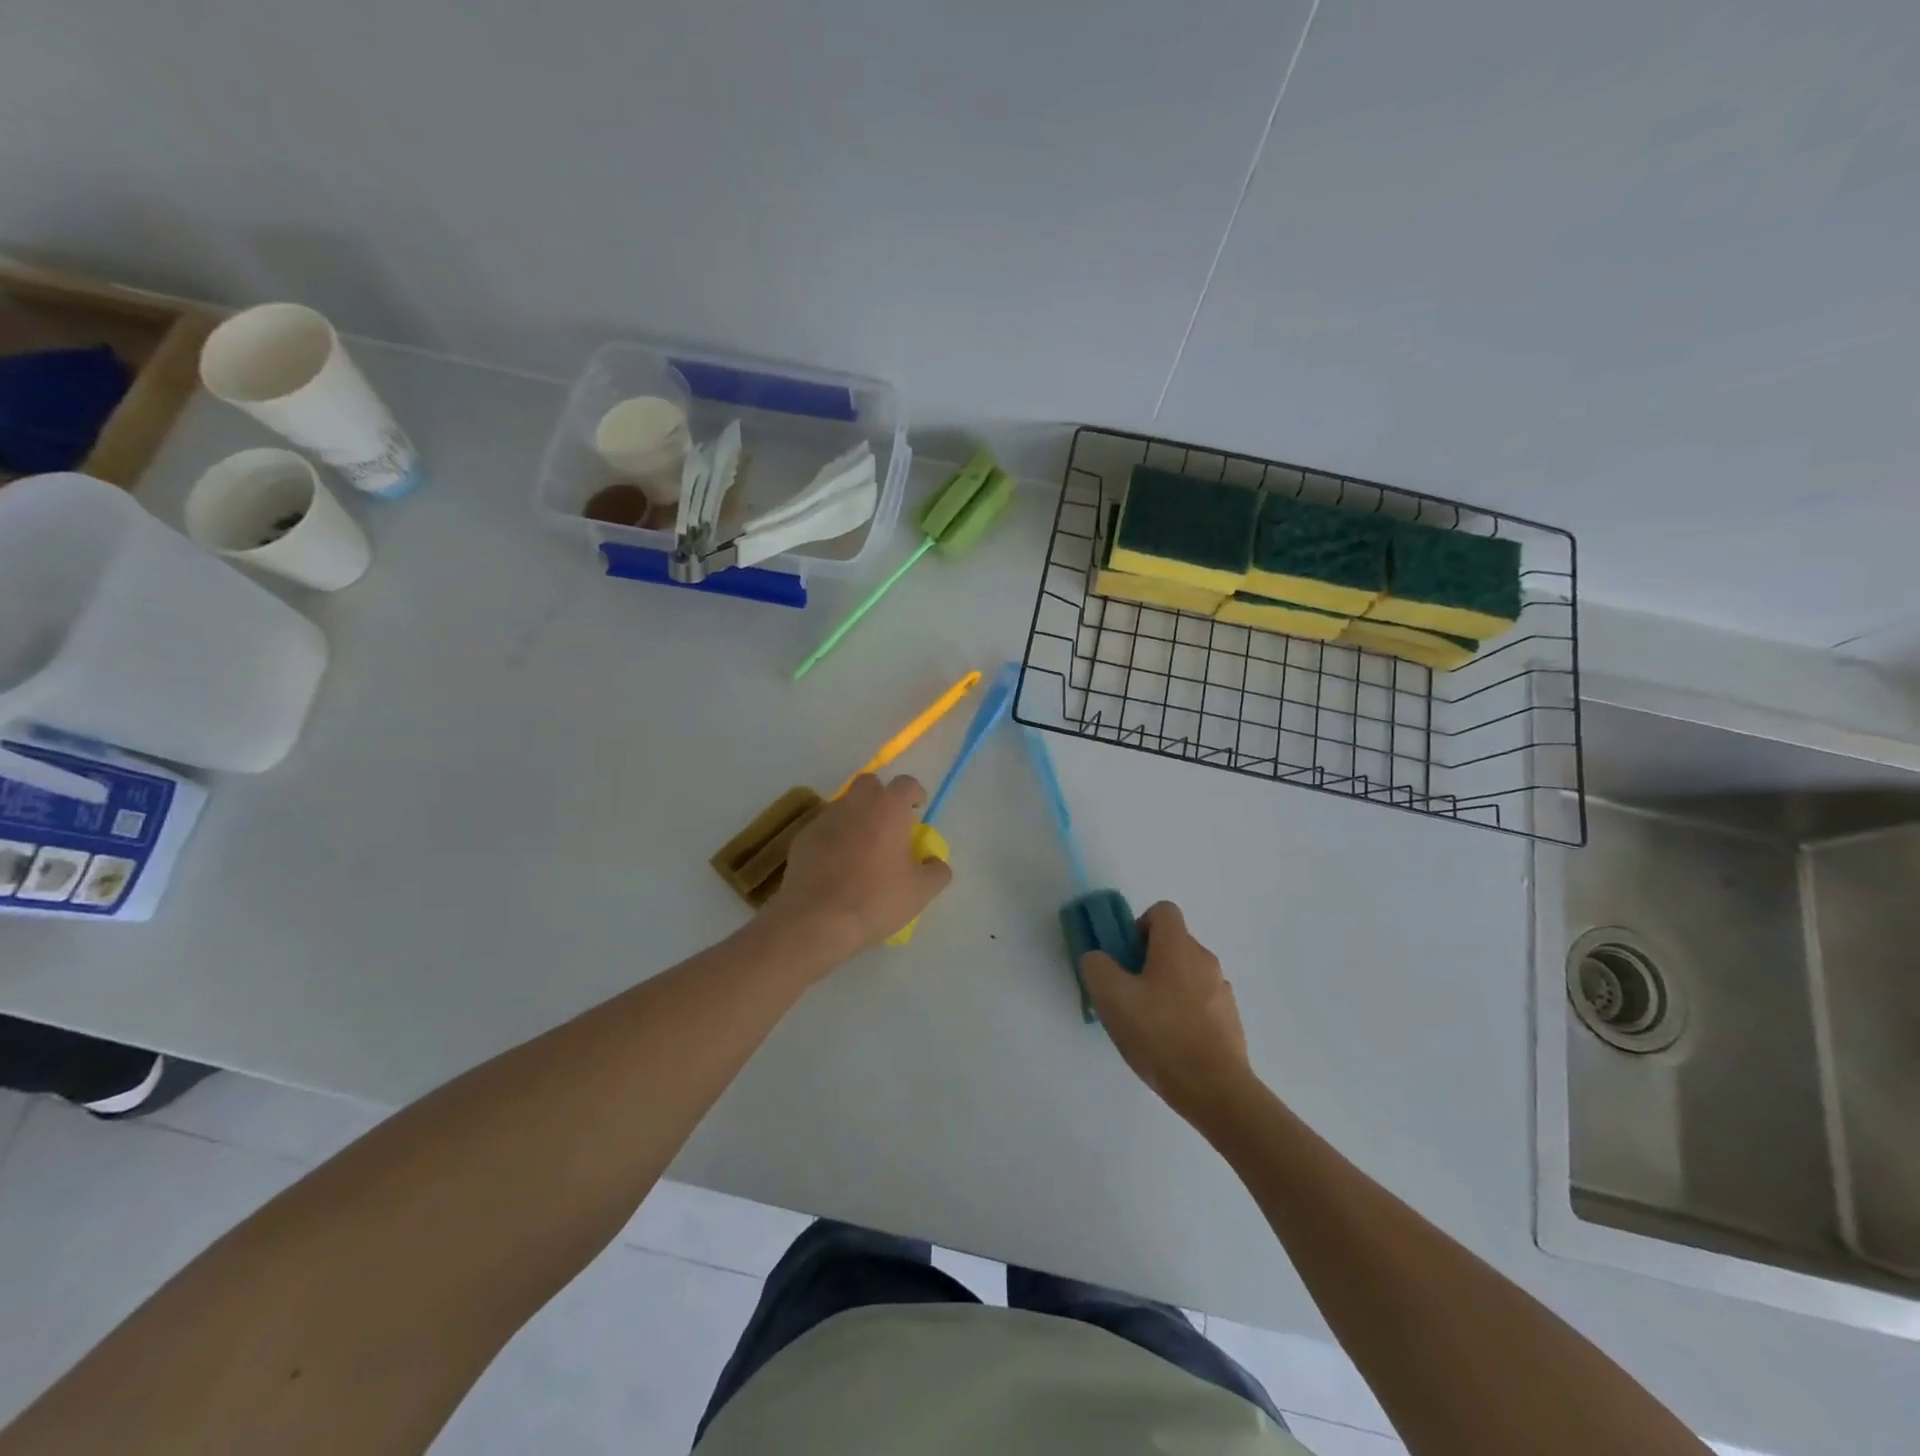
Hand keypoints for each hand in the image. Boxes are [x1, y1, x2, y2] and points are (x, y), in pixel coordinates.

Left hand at [766, 774, 951, 958]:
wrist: (816, 920)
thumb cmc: (876, 899)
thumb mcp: (921, 892)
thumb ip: (936, 871)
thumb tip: (935, 861)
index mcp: (888, 808)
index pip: (906, 783)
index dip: (914, 793)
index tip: (917, 809)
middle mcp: (855, 804)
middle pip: (870, 784)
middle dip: (881, 797)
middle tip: (888, 824)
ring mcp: (825, 819)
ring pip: (844, 805)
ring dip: (856, 817)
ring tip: (861, 848)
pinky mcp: (802, 838)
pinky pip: (824, 828)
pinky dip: (833, 837)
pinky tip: (836, 864)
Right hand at [1082, 902, 1252, 1123]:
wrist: (1215, 1090)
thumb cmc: (1160, 1035)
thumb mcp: (1111, 997)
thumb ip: (1096, 966)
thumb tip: (1099, 959)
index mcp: (1178, 946)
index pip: (1162, 911)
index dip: (1139, 926)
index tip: (1125, 956)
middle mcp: (1205, 960)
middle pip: (1173, 944)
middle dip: (1148, 961)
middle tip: (1128, 994)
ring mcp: (1222, 991)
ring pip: (1186, 975)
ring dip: (1166, 988)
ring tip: (1147, 1025)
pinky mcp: (1230, 1020)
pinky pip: (1201, 1003)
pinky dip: (1184, 1013)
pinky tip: (1169, 1045)